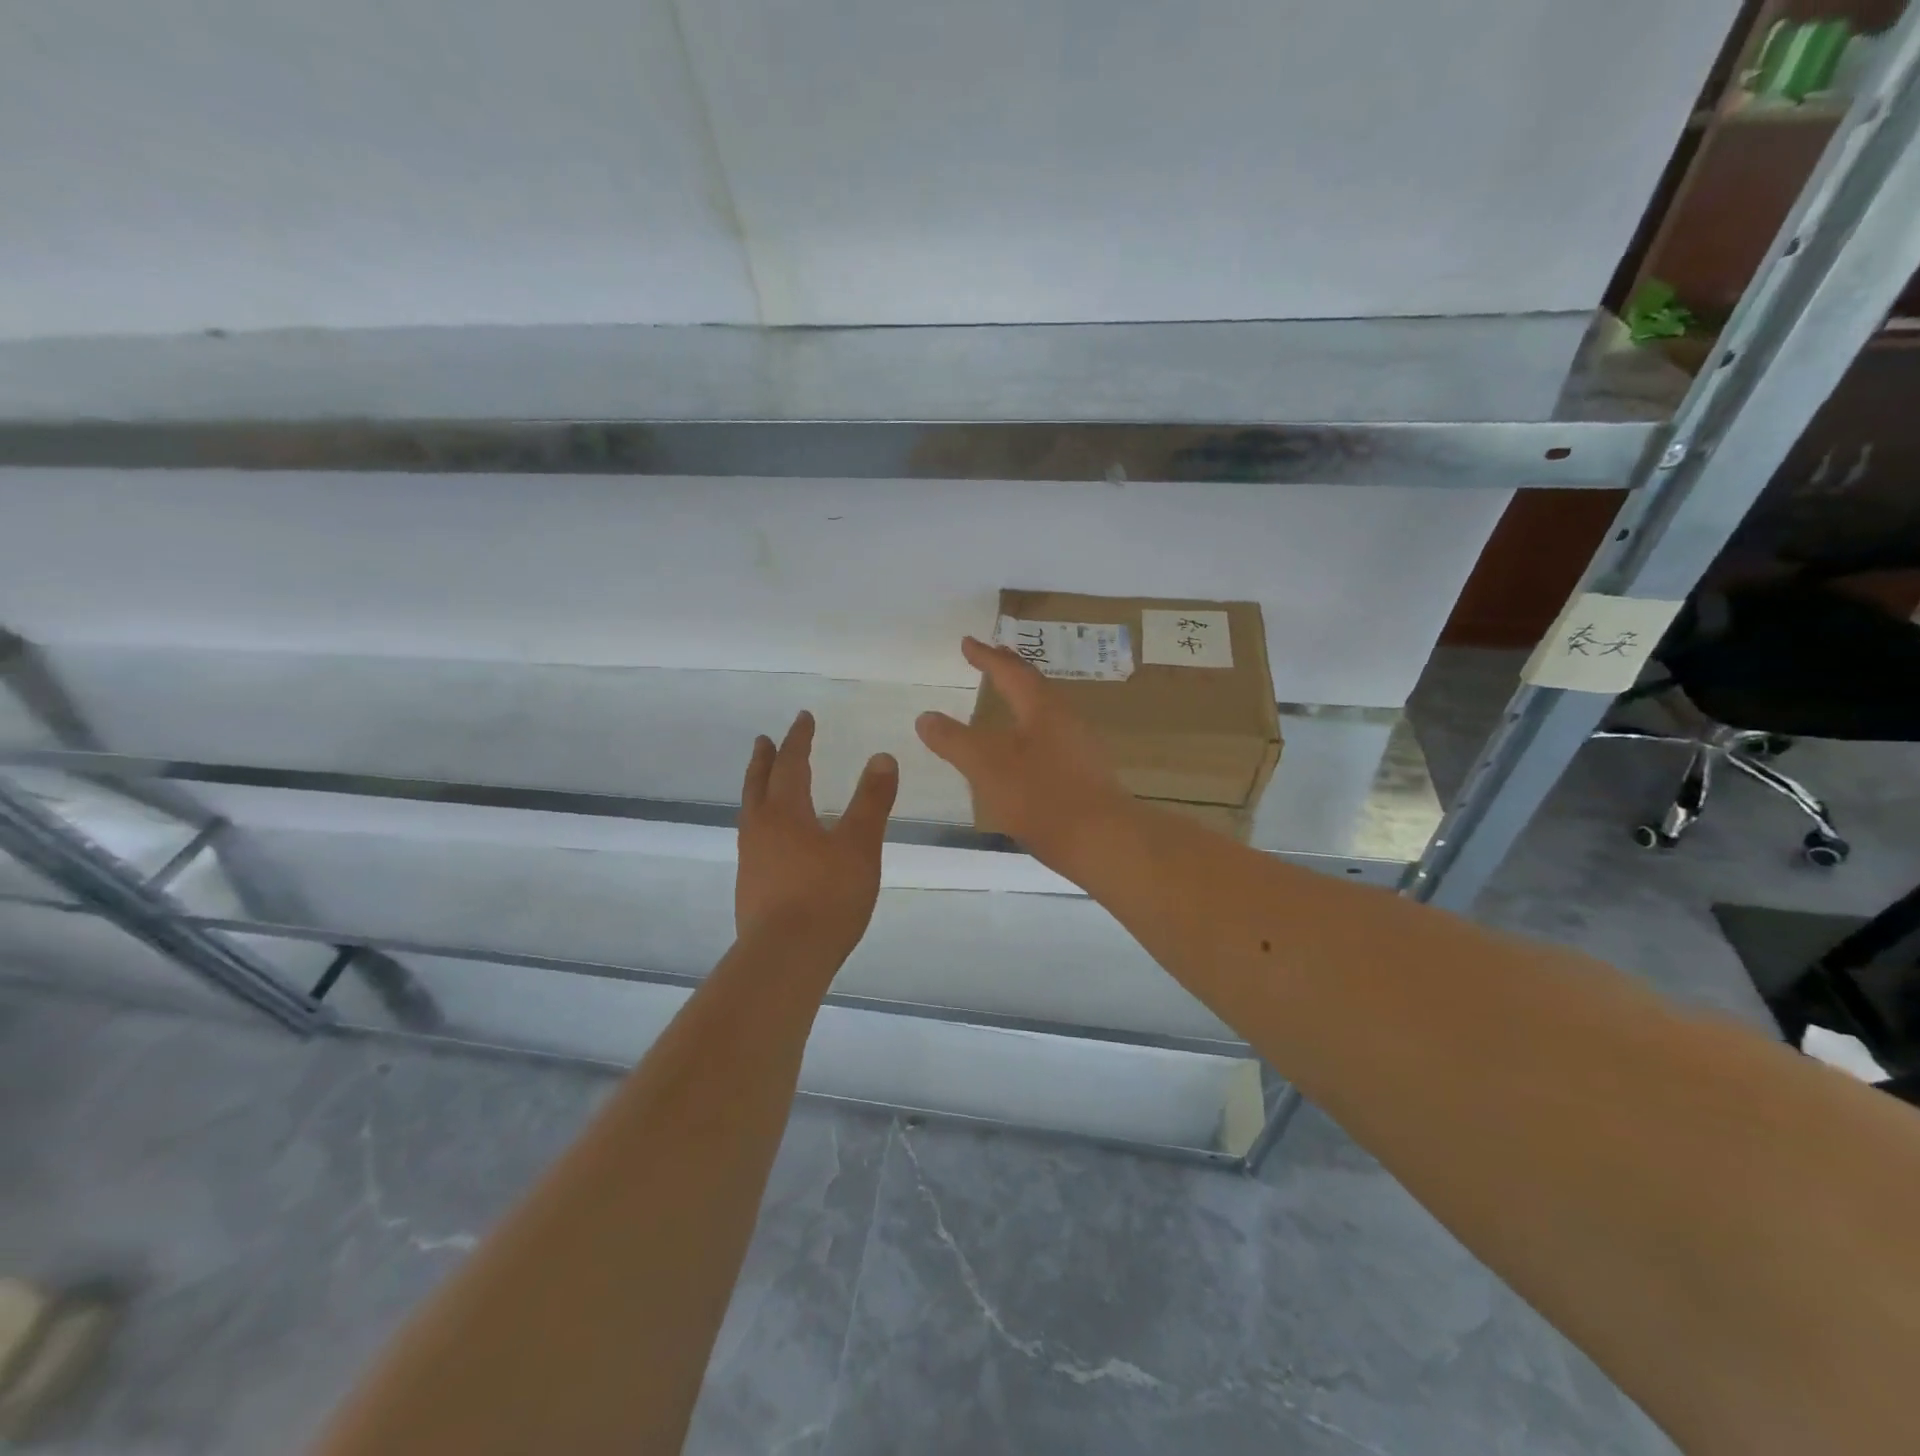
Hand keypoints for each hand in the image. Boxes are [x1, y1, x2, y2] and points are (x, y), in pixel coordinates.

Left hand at [736, 711, 897, 965]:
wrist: (785, 958)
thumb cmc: (827, 896)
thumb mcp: (859, 845)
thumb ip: (872, 801)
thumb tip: (882, 757)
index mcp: (785, 813)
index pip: (790, 764)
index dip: (798, 739)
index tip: (803, 718)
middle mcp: (760, 830)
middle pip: (758, 785)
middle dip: (765, 759)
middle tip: (764, 740)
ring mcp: (750, 861)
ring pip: (750, 813)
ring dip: (758, 790)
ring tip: (765, 785)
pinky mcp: (750, 888)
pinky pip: (753, 840)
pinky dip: (762, 823)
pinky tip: (775, 841)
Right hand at [914, 636, 1134, 873]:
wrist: (1101, 840)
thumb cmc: (1040, 795)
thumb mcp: (986, 765)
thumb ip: (954, 740)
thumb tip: (925, 716)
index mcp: (1042, 707)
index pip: (1010, 671)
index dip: (986, 656)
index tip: (968, 642)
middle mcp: (1066, 719)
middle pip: (1035, 687)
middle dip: (1009, 672)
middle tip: (990, 660)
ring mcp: (1081, 747)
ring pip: (1046, 713)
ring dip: (1023, 702)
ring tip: (1005, 703)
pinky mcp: (1086, 775)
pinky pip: (1052, 740)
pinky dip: (1031, 733)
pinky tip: (1024, 753)